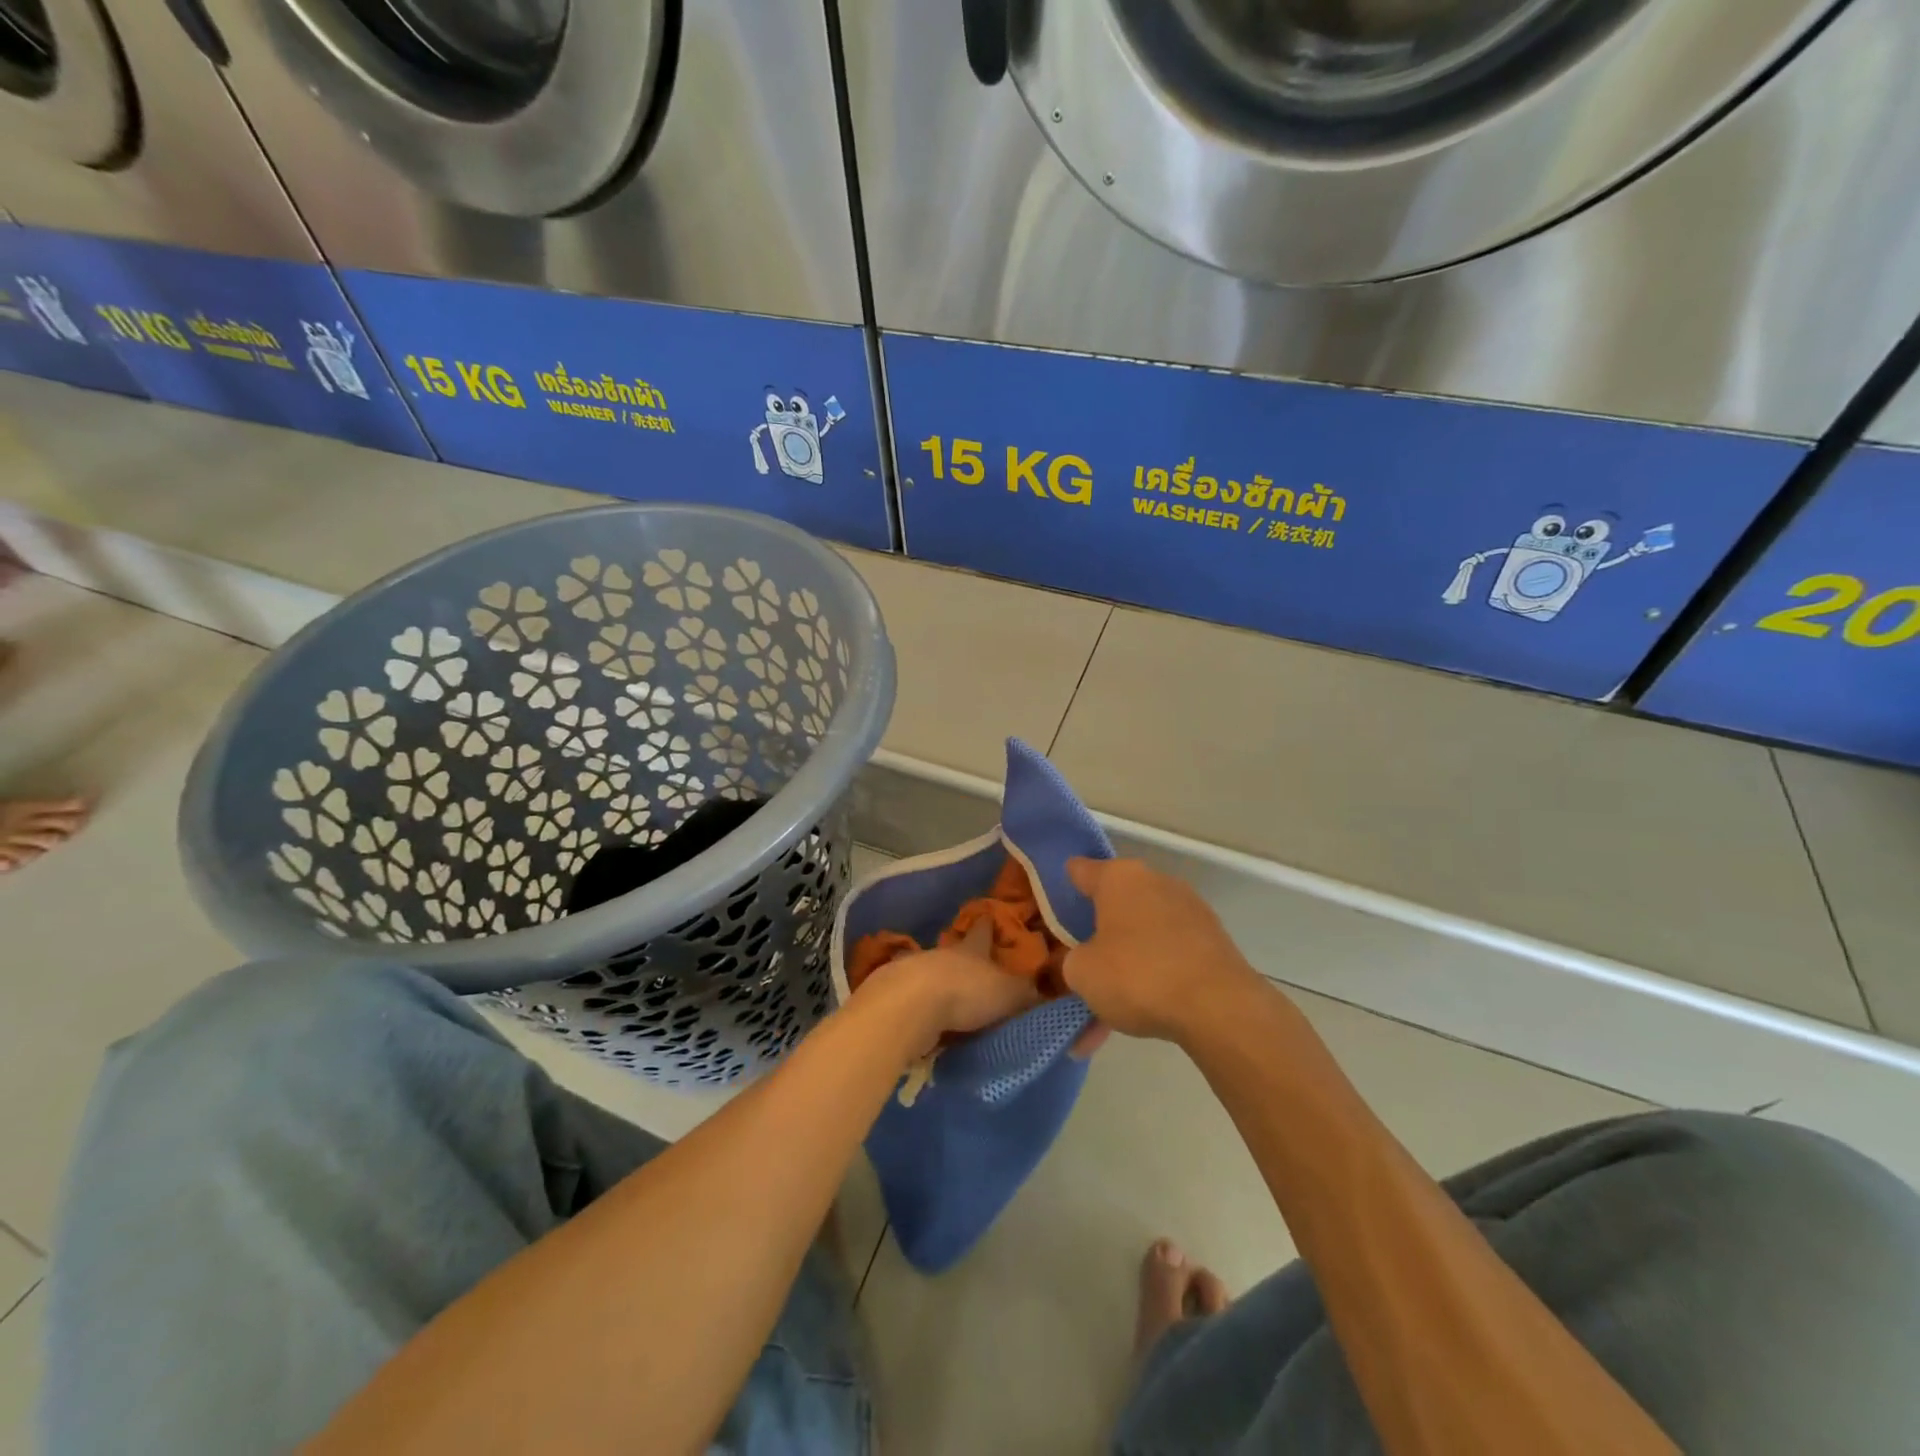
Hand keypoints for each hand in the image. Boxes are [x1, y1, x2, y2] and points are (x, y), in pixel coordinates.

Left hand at [862, 917, 1042, 1053]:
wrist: (909, 1006)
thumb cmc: (966, 992)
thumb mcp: (1008, 993)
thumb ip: (1027, 993)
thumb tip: (1048, 990)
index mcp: (972, 948)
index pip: (983, 930)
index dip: (988, 925)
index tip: (990, 917)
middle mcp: (944, 954)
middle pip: (956, 951)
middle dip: (965, 958)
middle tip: (976, 967)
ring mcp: (915, 972)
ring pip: (933, 973)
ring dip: (940, 983)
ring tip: (952, 999)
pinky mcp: (896, 996)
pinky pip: (915, 999)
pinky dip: (922, 1007)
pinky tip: (927, 1019)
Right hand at [1062, 858, 1265, 1042]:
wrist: (1219, 1008)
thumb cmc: (1138, 975)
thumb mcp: (1081, 973)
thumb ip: (1070, 962)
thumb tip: (1080, 961)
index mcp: (1119, 877)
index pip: (1080, 871)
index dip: (1061, 888)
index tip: (1048, 909)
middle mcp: (1155, 883)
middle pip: (1113, 907)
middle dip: (1094, 938)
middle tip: (1076, 969)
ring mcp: (1189, 912)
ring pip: (1141, 939)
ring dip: (1122, 969)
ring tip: (1103, 1015)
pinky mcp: (1212, 943)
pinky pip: (1167, 959)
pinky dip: (1150, 983)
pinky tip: (1135, 1022)